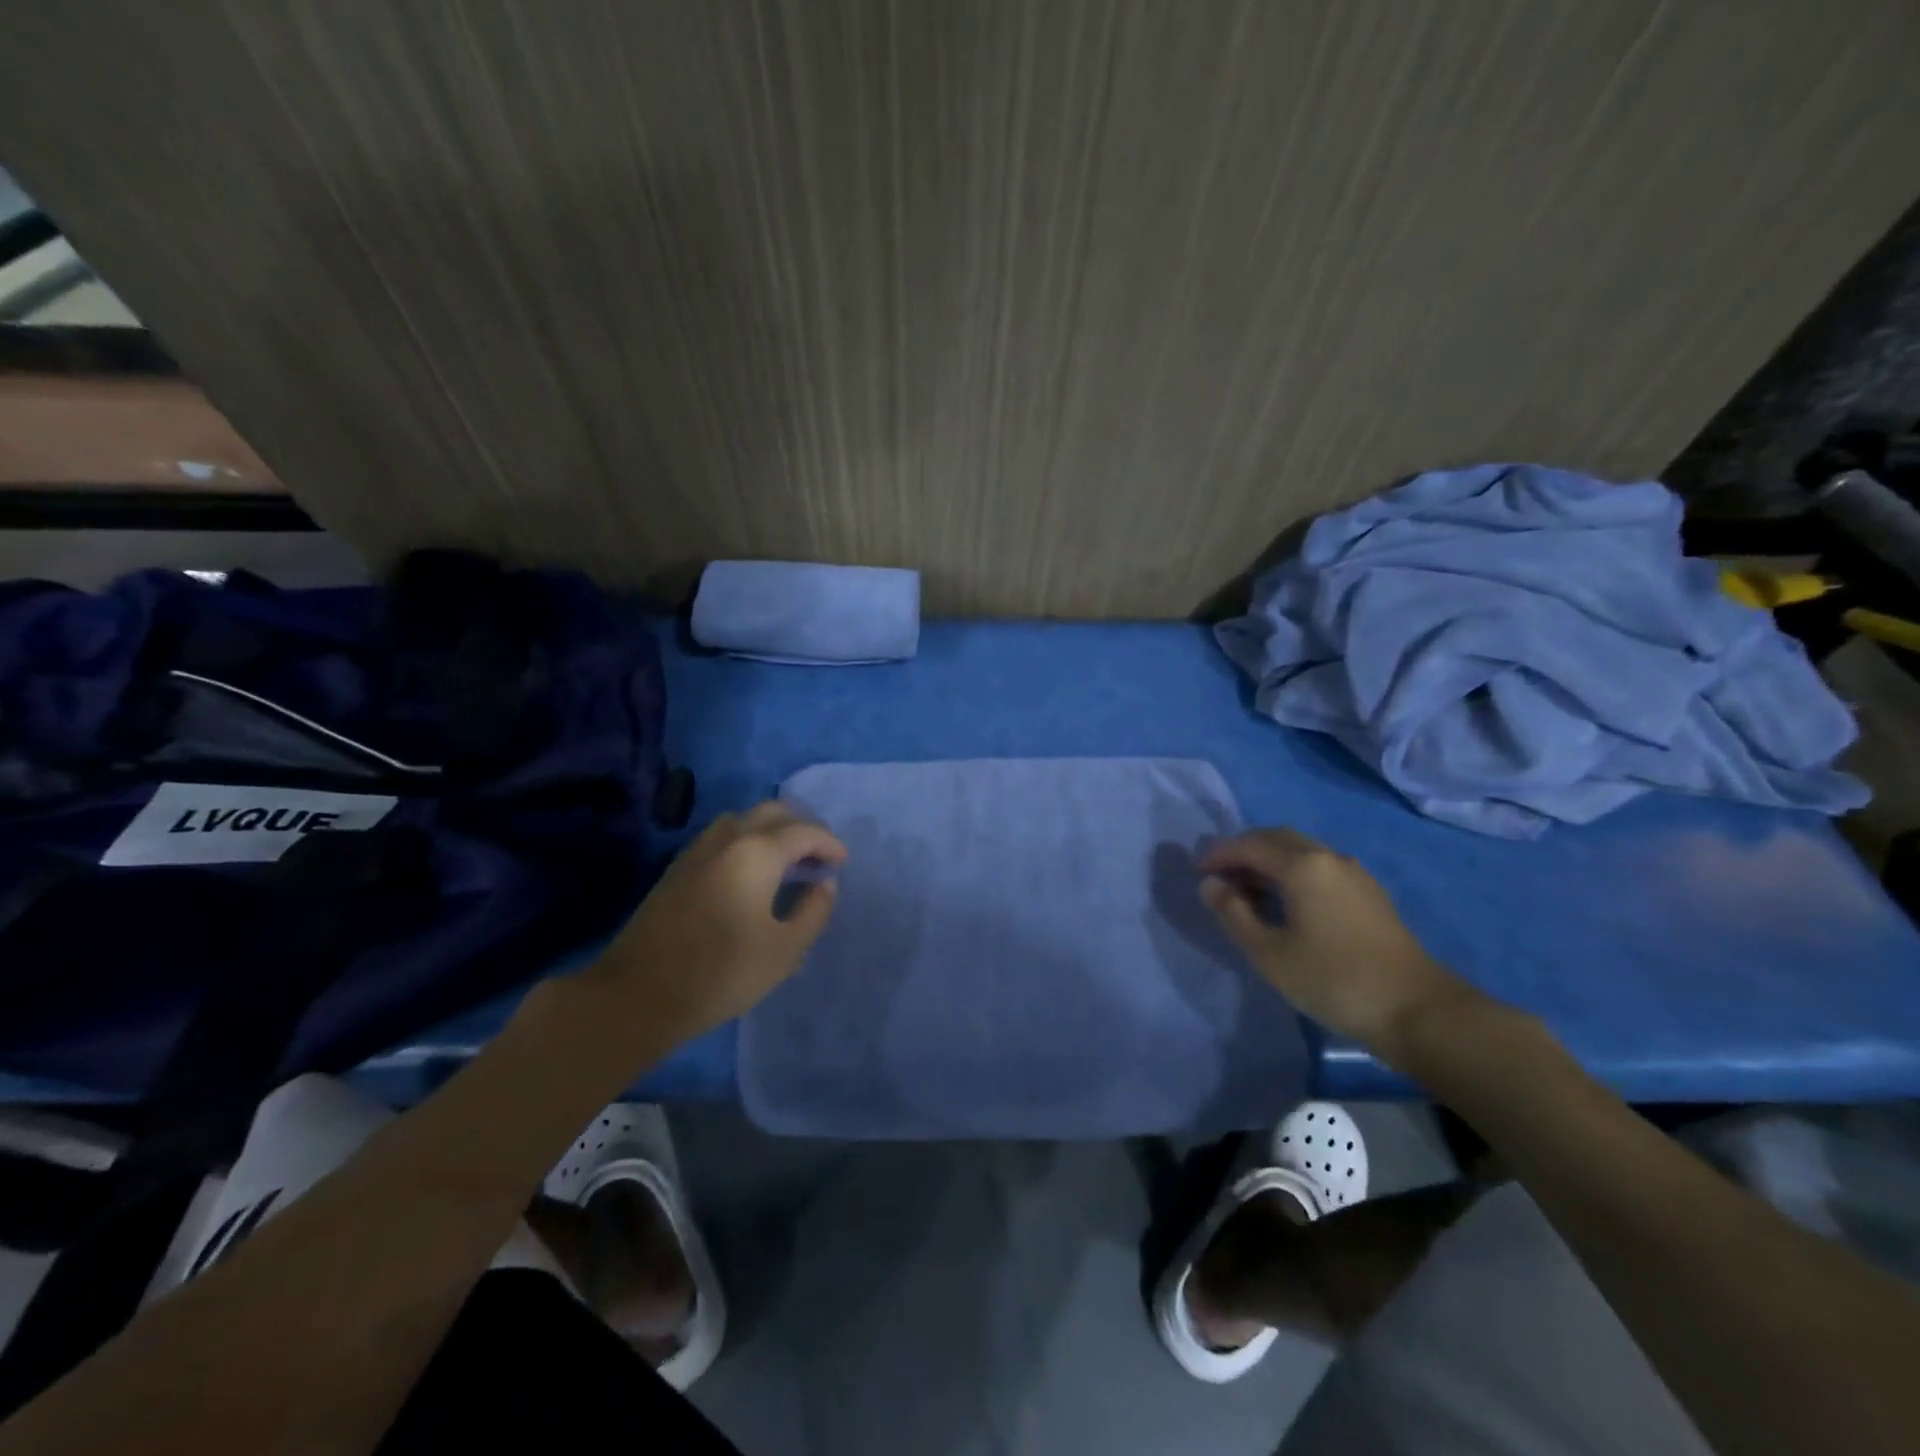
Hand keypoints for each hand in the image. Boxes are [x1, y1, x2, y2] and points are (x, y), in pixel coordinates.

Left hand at [583, 802, 847, 1042]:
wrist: (638, 994)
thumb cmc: (721, 973)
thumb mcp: (784, 950)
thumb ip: (813, 911)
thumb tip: (823, 884)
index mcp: (757, 853)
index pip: (804, 831)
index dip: (828, 843)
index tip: (842, 862)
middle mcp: (727, 839)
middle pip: (771, 812)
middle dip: (801, 827)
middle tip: (817, 855)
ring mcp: (697, 851)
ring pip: (742, 820)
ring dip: (770, 830)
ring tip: (786, 861)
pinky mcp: (677, 869)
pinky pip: (721, 837)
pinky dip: (746, 841)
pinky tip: (750, 873)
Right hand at [1199, 828, 1482, 1068]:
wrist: (1417, 1010)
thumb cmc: (1333, 980)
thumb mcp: (1269, 952)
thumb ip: (1233, 913)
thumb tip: (1210, 884)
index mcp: (1303, 865)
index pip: (1249, 845)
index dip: (1219, 854)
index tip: (1196, 871)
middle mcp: (1328, 857)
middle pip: (1276, 839)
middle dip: (1243, 851)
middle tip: (1219, 876)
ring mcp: (1353, 873)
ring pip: (1300, 851)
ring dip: (1268, 861)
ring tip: (1246, 891)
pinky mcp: (1368, 893)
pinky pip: (1318, 867)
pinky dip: (1291, 872)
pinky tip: (1285, 902)